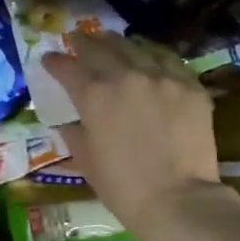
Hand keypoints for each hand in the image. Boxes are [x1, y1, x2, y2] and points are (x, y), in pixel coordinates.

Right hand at [41, 30, 232, 239]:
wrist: (178, 200)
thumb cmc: (124, 189)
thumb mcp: (88, 163)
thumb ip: (74, 135)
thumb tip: (67, 121)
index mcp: (95, 96)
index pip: (68, 69)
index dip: (55, 63)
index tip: (49, 59)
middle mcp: (126, 76)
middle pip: (101, 48)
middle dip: (85, 42)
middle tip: (78, 40)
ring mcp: (162, 77)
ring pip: (136, 47)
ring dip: (118, 43)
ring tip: (111, 42)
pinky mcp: (190, 86)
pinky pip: (168, 60)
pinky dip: (153, 55)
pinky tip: (150, 57)